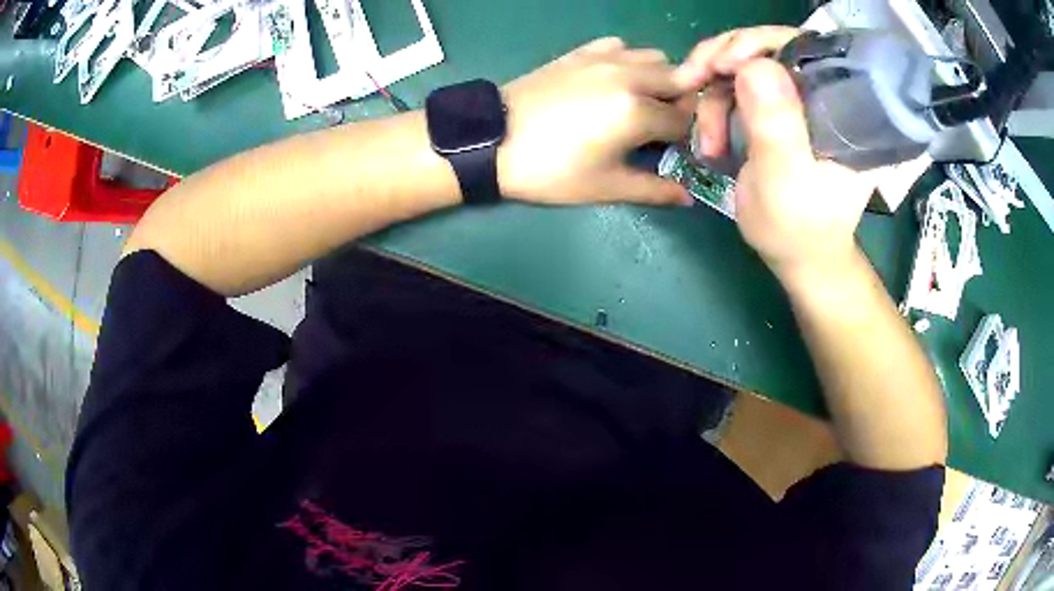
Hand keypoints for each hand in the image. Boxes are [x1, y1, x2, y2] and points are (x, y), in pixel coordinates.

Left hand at [498, 38, 694, 205]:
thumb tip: (688, 198)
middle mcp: (629, 75)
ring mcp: (605, 58)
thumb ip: (654, 191)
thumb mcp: (606, 187)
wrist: (492, 140)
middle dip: (679, 104)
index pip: (684, 120)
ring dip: (660, 80)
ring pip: (655, 58)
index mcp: (637, 110)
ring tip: (640, 104)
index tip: (672, 151)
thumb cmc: (550, 170)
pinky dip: (630, 61)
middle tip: (659, 128)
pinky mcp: (582, 51)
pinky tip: (614, 82)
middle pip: (680, 81)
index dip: (684, 139)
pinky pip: (622, 47)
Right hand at [675, 28, 878, 282]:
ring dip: (714, 91)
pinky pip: (738, 85)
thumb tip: (754, 65)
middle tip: (692, 80)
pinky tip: (709, 137)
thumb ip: (777, 126)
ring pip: (747, 64)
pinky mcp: (777, 109)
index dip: (760, 43)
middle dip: (724, 59)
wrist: (798, 255)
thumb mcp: (787, 181)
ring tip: (705, 136)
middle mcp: (823, 93)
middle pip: (769, 47)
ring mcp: (797, 99)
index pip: (804, 48)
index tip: (723, 63)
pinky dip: (714, 103)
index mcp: (843, 107)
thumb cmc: (800, 228)